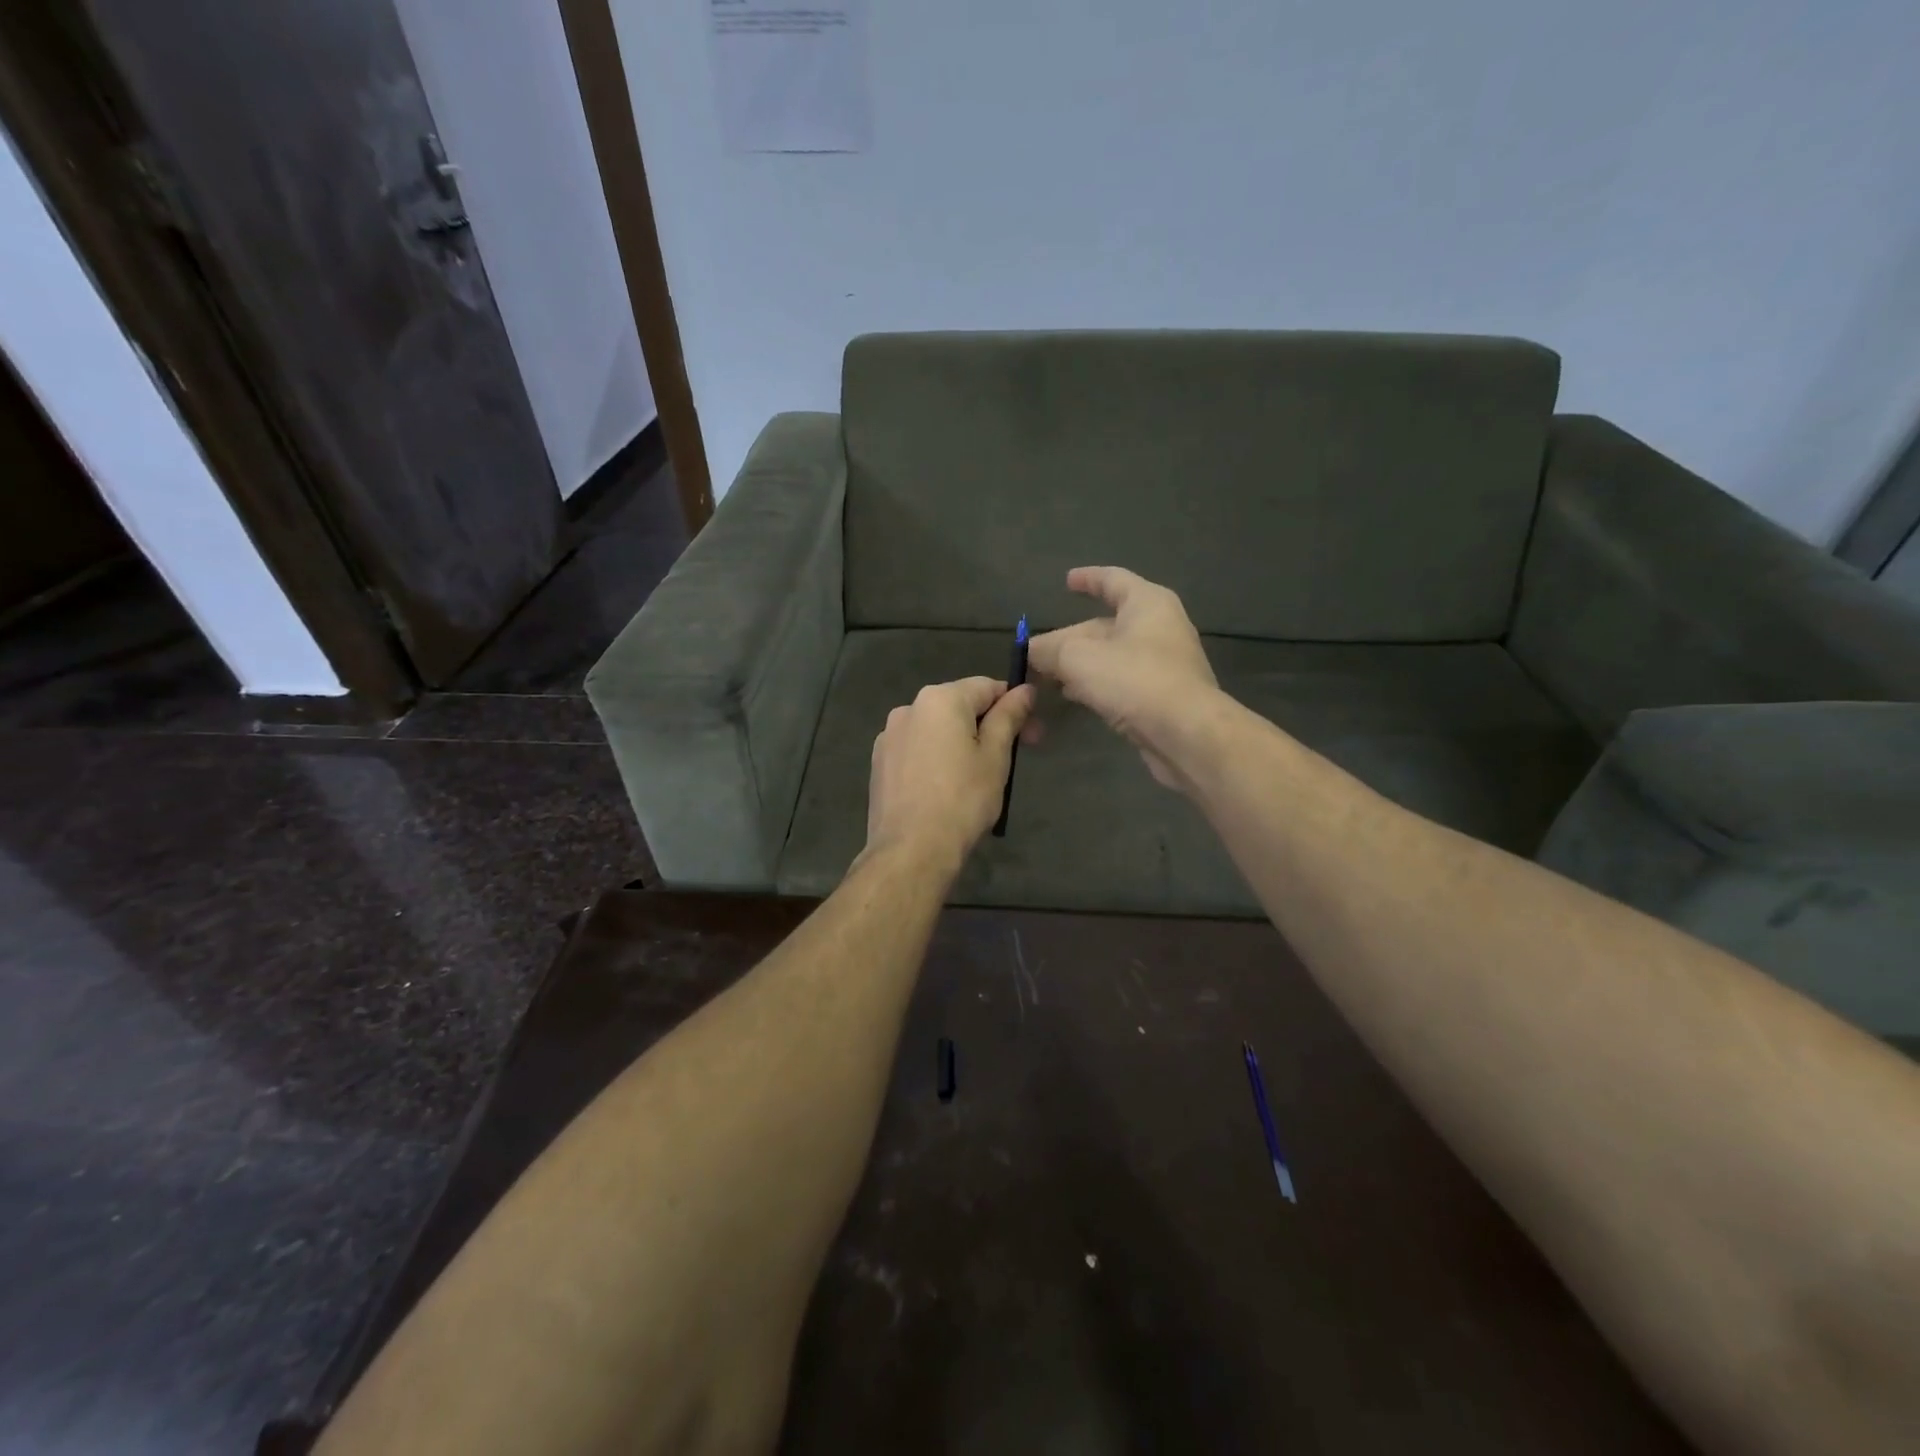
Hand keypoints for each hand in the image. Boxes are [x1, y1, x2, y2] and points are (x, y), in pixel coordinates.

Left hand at [864, 676, 1035, 871]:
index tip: (1032, 735)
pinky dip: (935, 759)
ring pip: (936, 730)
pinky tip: (945, 789)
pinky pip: (917, 750)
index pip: (987, 687)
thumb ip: (1008, 717)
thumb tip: (1024, 689)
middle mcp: (909, 708)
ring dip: (960, 743)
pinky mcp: (879, 763)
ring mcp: (889, 736)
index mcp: (940, 699)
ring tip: (976, 779)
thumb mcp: (995, 756)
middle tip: (1012, 759)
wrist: (911, 850)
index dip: (1014, 706)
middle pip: (959, 707)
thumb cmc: (963, 800)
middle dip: (988, 726)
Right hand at [1027, 566, 1219, 789]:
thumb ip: (1050, 650)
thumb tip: (1030, 650)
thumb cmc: (1135, 681)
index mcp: (1147, 603)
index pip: (1113, 580)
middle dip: (1069, 638)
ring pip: (1112, 656)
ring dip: (1079, 664)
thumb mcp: (1079, 659)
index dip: (1088, 579)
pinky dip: (1096, 683)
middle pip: (1105, 625)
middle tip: (1036, 653)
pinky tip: (1073, 696)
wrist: (1187, 734)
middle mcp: (1160, 628)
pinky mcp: (1162, 696)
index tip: (1066, 581)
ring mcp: (1164, 664)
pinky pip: (1122, 681)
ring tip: (1047, 676)